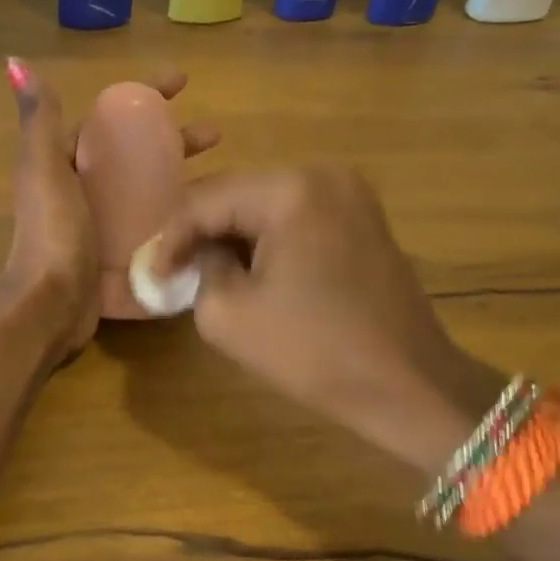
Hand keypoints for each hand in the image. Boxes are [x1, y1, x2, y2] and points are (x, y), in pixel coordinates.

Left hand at [0, 59, 218, 359]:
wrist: (49, 307)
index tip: (184, 81)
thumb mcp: (44, 170)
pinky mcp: (119, 256)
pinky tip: (210, 218)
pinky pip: (153, 229)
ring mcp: (103, 225)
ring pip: (150, 191)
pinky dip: (178, 219)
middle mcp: (85, 190)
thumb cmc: (52, 233)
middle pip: (138, 155)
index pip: (112, 119)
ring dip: (183, 178)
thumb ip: (40, 122)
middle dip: (175, 140)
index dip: (145, 96)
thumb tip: (16, 64)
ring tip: (223, 176)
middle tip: (216, 135)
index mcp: (67, 163)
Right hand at [148, 167, 503, 471]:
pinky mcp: (361, 217)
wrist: (411, 386)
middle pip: (236, 193)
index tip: (148, 273)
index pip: (205, 200)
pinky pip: (295, 216)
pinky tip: (248, 268)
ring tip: (202, 269)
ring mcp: (349, 193)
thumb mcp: (229, 315)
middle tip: (170, 267)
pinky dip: (265, 238)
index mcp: (290, 190)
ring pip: (264, 204)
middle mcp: (322, 174)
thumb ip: (197, 270)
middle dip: (199, 231)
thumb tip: (197, 255)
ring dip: (231, 234)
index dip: (169, 237)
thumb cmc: (316, 352)